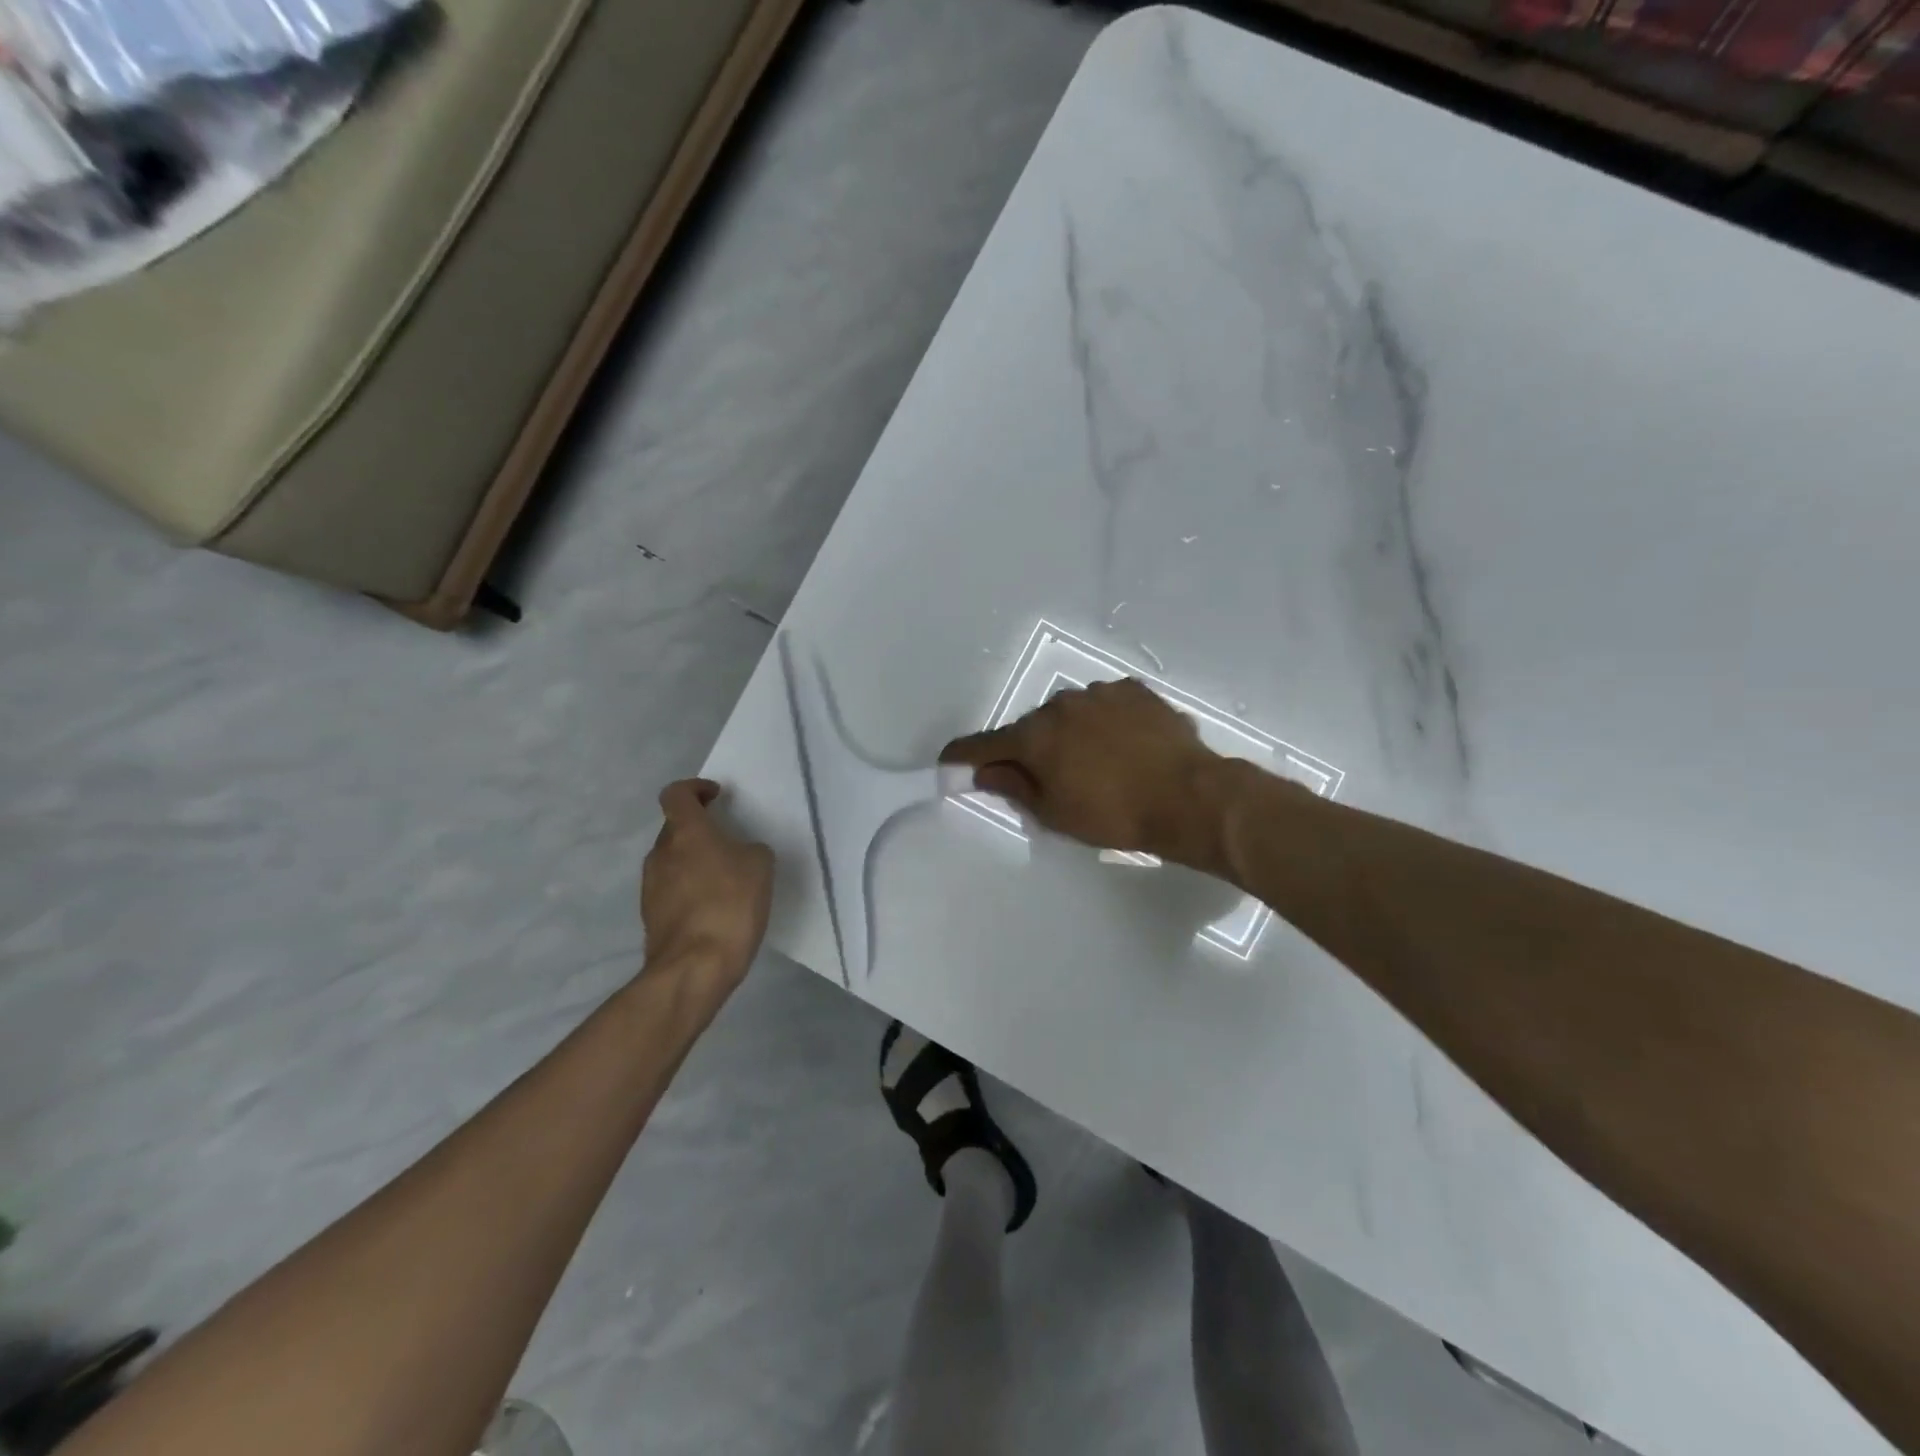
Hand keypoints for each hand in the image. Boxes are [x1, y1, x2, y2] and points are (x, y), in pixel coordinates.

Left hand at [641, 780, 774, 996]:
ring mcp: (651, 887)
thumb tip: (738, 855)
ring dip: (694, 862)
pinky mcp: (651, 916)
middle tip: (728, 842)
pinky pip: (672, 890)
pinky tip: (714, 908)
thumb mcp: (760, 866)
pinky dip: (690, 890)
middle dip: (699, 830)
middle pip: (675, 829)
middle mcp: (661, 854)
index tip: (716, 797)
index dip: (695, 788)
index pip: (676, 794)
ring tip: (725, 879)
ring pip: (673, 861)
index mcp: (686, 833)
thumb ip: (749, 849)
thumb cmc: (730, 904)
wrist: (695, 967)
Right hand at [940, 678, 1231, 869]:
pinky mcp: (1134, 691)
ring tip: (1096, 762)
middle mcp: (1060, 705)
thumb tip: (984, 772)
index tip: (949, 760)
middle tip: (1048, 777)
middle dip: (1031, 748)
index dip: (964, 755)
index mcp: (1035, 736)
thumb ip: (1015, 787)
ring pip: (1069, 713)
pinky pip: (1104, 705)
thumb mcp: (1055, 813)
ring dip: (1070, 733)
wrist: (1187, 796)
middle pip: (1031, 727)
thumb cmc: (1113, 814)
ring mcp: (1099, 693)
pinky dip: (1103, 722)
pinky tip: (1123, 744)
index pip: (985, 744)